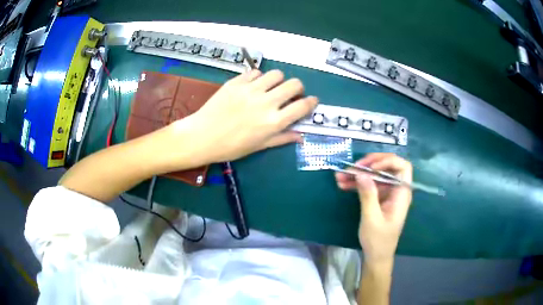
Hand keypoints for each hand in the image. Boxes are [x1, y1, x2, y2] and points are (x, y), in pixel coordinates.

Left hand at [177, 69, 317, 162]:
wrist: (202, 136)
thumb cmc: (231, 147)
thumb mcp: (259, 146)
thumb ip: (282, 138)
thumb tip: (301, 136)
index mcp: (273, 122)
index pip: (302, 106)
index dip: (311, 102)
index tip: (311, 101)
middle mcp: (265, 102)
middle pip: (294, 84)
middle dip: (297, 88)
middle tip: (290, 94)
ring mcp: (250, 89)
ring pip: (276, 74)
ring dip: (278, 81)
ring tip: (270, 88)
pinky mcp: (237, 81)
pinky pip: (255, 72)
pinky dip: (258, 78)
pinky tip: (252, 87)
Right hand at [335, 153, 411, 263]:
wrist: (376, 255)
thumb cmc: (378, 240)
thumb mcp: (371, 218)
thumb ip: (368, 194)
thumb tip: (361, 173)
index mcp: (402, 194)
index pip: (403, 167)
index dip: (388, 161)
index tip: (370, 167)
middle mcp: (396, 190)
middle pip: (387, 167)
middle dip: (369, 165)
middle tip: (352, 168)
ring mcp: (387, 194)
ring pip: (375, 176)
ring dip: (359, 174)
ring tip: (340, 176)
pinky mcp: (379, 198)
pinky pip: (369, 185)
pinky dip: (357, 183)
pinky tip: (343, 184)